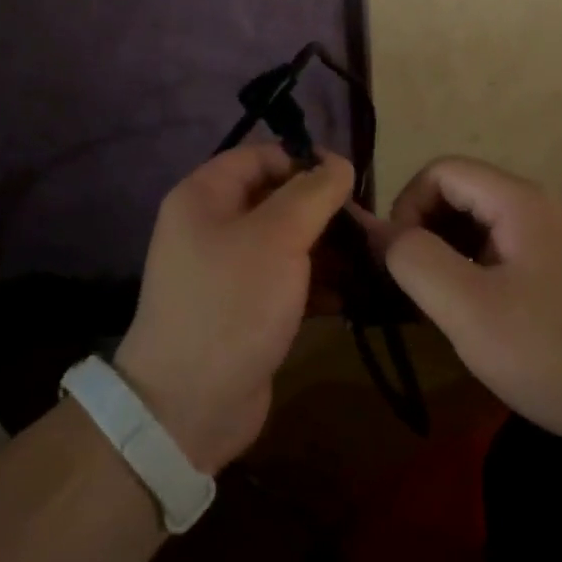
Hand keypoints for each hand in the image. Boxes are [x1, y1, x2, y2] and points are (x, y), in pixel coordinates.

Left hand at [116, 145, 354, 473]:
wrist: (190, 404)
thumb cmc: (232, 302)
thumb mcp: (277, 236)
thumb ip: (312, 193)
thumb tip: (338, 162)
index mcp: (204, 196)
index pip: (260, 156)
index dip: (303, 160)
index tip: (349, 180)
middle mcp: (212, 226)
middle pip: (277, 200)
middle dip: (323, 211)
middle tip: (367, 228)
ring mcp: (229, 271)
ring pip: (287, 243)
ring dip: (328, 250)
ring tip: (371, 261)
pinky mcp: (247, 309)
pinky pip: (287, 281)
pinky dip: (318, 284)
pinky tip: (354, 295)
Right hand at [365, 156, 561, 445]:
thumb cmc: (550, 352)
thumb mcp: (467, 309)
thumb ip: (414, 260)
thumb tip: (379, 232)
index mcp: (519, 201)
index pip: (441, 171)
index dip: (407, 206)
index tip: (398, 259)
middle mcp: (538, 206)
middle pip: (460, 192)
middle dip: (426, 230)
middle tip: (415, 285)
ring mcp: (554, 237)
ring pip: (479, 223)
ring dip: (447, 252)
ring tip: (440, 303)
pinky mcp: (561, 269)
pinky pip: (501, 249)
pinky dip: (474, 269)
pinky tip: (475, 314)